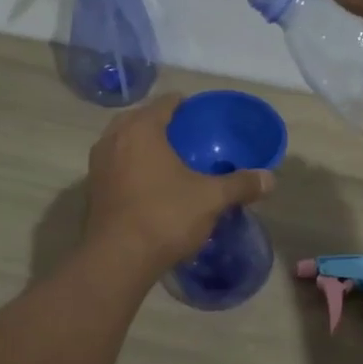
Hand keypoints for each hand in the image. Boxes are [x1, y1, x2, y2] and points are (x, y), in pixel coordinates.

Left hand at [83, 94, 272, 274]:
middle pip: (140, 119)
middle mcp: (113, 139)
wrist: (117, 260)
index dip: (185, 105)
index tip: (202, 116)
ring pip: (124, 142)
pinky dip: (132, 166)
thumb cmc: (165, 216)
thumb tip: (270, 179)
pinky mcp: (92, 189)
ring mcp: (98, 165)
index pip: (165, 103)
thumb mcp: (211, 198)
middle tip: (188, 137)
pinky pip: (116, 165)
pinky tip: (152, 184)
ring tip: (170, 159)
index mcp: (141, 129)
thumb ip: (240, 184)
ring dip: (144, 145)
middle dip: (162, 124)